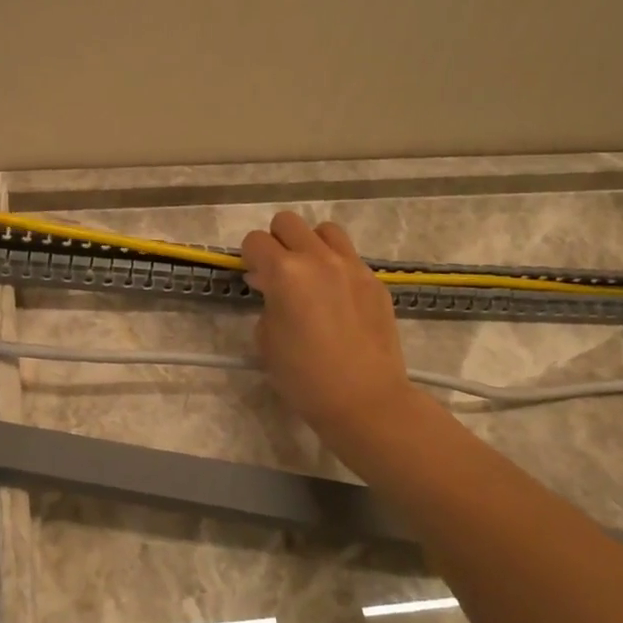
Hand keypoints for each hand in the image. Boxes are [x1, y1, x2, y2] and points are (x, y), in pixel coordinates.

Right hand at [241, 213, 420, 458]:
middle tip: (277, 273)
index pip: (255, 241)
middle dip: (276, 242)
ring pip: (324, 230)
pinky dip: (336, 266)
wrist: (365, 399)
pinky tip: (336, 298)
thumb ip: (266, 303)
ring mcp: (352, 266)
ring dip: (310, 245)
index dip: (248, 258)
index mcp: (285, 272)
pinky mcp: (375, 281)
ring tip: (310, 275)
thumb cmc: (304, 377)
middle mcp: (318, 259)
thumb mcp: (266, 340)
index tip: (252, 278)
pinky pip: (349, 257)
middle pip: (288, 222)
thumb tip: (273, 289)